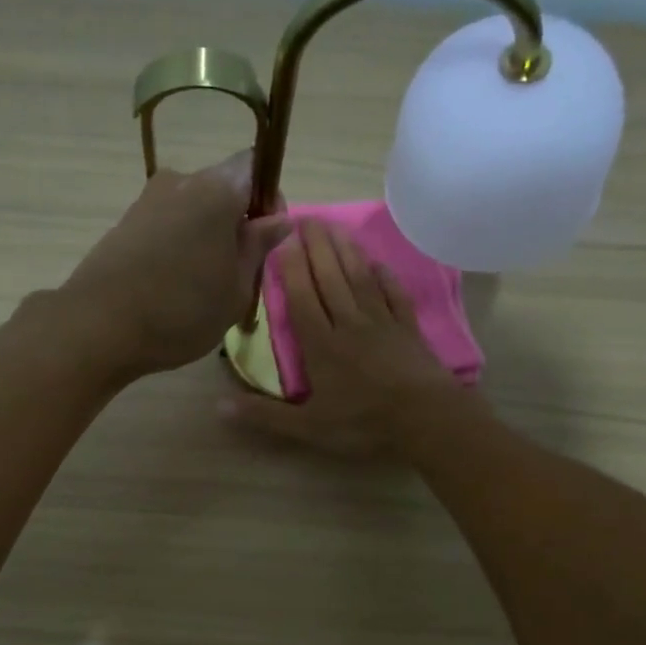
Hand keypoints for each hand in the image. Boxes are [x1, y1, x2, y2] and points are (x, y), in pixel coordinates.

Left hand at [58, 151, 289, 376]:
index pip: (255, 167)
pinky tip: (172, 285)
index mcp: (217, 189)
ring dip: (205, 236)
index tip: (265, 239)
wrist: (98, 327)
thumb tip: (277, 218)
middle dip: (236, 222)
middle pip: (222, 187)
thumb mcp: (236, 289)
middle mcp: (180, 181)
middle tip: (238, 272)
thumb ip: (258, 248)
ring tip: (203, 285)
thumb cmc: (181, 311)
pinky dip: (177, 246)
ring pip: (192, 208)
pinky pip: (166, 225)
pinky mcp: (124, 224)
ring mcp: (147, 201)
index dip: (267, 198)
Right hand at [221, 218, 458, 456]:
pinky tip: (377, 263)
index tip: (282, 238)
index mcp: (321, 345)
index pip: (301, 297)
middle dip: (316, 246)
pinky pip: (394, 294)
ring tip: (334, 225)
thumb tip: (218, 405)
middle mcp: (349, 323)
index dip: (291, 267)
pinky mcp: (408, 328)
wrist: (426, 419)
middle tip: (306, 216)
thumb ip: (264, 414)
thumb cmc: (363, 423)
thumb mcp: (308, 427)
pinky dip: (385, 276)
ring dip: (345, 251)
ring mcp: (382, 322)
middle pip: (330, 277)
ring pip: (359, 278)